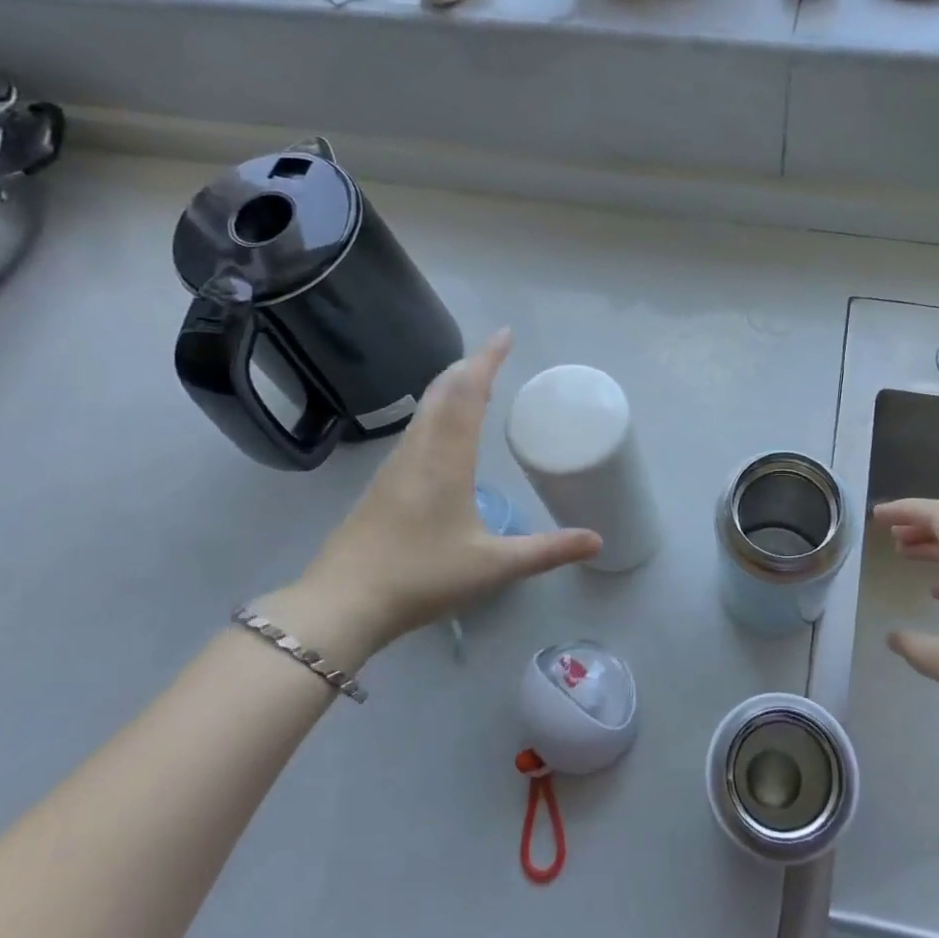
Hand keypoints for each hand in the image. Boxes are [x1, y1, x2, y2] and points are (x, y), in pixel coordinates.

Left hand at [264, 330, 600, 667]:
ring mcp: (395, 466)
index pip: (468, 394)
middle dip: (469, 366)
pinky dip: (436, 411)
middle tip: (494, 353)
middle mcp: (419, 451)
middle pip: (442, 392)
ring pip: (425, 409)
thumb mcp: (493, 566)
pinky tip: (443, 431)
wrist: (341, 603)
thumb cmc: (420, 577)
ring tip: (474, 381)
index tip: (504, 334)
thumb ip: (546, 551)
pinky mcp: (382, 484)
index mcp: (447, 459)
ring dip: (450, 386)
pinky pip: (416, 429)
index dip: (487, 360)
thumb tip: (597, 540)